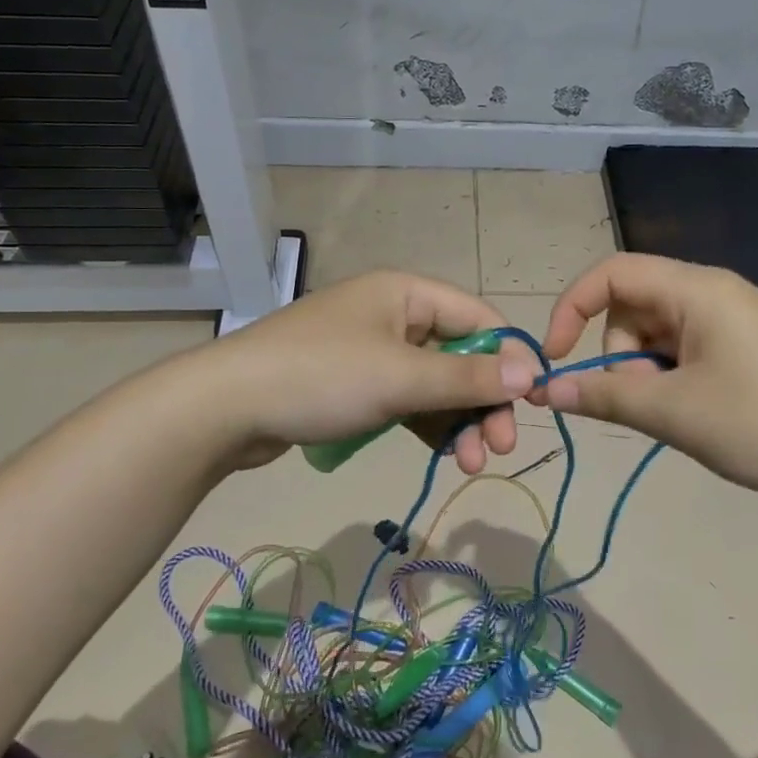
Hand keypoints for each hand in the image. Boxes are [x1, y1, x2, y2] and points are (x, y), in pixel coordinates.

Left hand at [204, 270, 538, 472]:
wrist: (225, 407)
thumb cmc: (322, 377)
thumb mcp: (402, 378)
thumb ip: (468, 378)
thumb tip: (531, 373)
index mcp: (407, 293)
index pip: (478, 317)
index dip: (509, 357)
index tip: (532, 402)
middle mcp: (394, 314)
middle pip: (459, 355)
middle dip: (483, 400)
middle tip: (500, 447)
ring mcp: (372, 350)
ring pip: (434, 384)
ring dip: (458, 421)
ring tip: (471, 463)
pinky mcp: (354, 384)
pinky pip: (406, 399)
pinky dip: (428, 425)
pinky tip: (444, 453)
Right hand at [536, 253, 757, 503]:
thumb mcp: (672, 412)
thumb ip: (602, 395)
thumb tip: (544, 390)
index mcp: (696, 289)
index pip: (611, 273)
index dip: (572, 307)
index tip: (556, 357)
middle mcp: (711, 291)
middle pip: (631, 306)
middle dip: (620, 355)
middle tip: (645, 402)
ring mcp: (729, 317)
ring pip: (654, 332)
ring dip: (644, 371)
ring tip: (675, 413)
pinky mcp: (740, 342)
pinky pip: (681, 347)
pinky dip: (669, 377)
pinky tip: (692, 412)